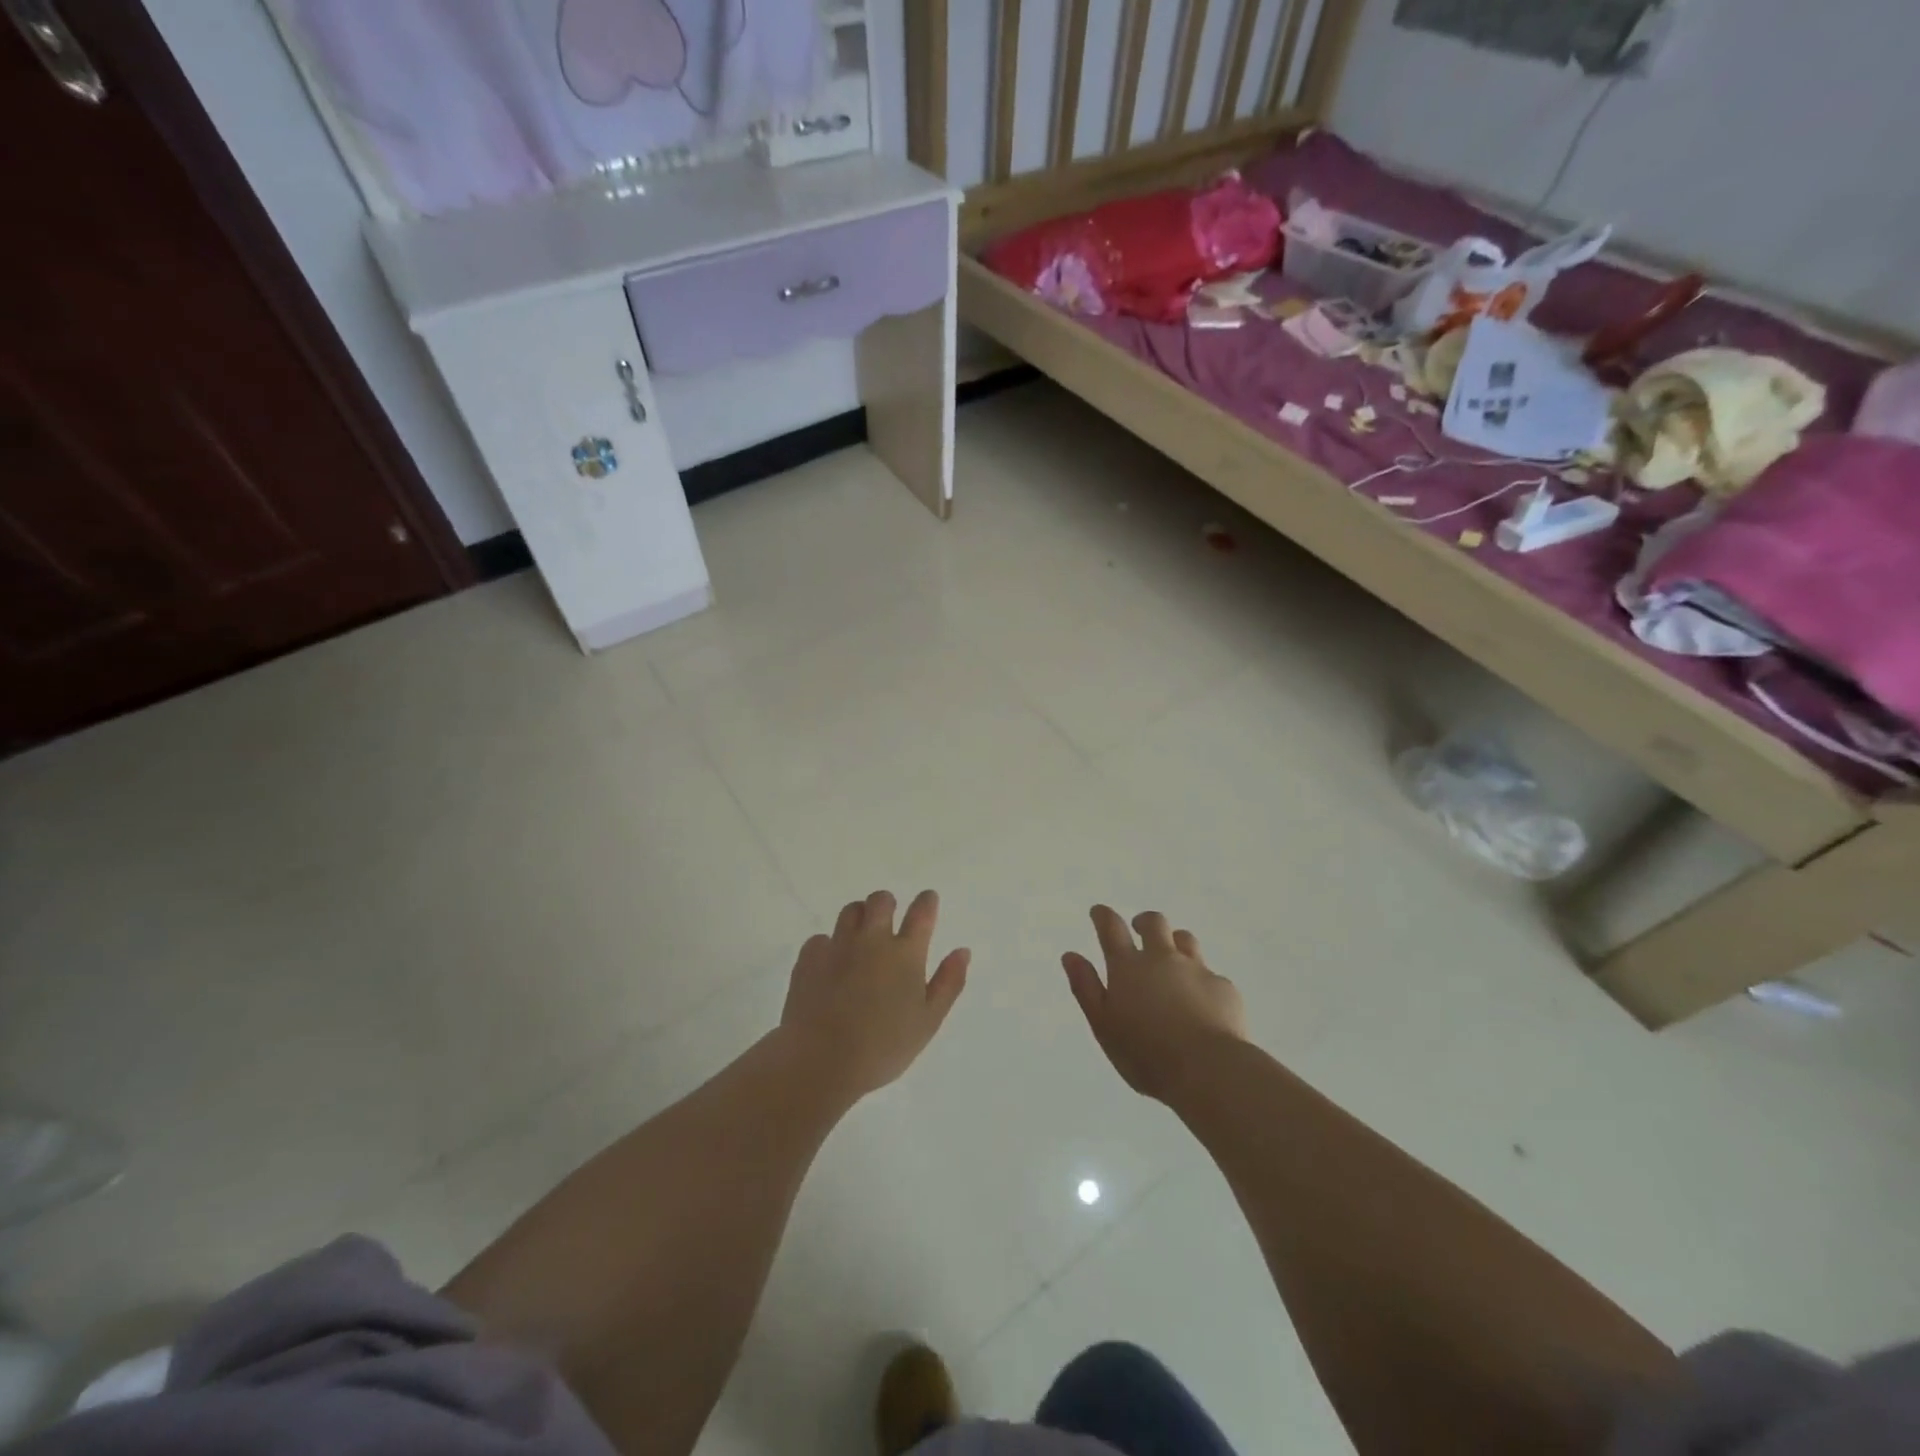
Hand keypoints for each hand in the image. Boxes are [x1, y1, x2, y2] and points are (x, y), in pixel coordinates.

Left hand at [779, 889, 969, 1099]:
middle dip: (887, 905)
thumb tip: (962, 951)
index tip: (927, 899)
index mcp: (905, 954)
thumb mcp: (928, 1021)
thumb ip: (949, 982)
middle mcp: (872, 940)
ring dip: (859, 917)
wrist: (821, 1061)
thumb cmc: (883, 1047)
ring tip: (860, 938)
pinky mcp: (809, 958)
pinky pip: (820, 938)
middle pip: (881, 901)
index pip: (921, 913)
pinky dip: (829, 946)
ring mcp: (837, 946)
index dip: (926, 901)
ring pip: (850, 911)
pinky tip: (830, 966)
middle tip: (888, 921)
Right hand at [1063, 905, 1247, 1103]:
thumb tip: (1071, 955)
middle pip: (1154, 923)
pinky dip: (1201, 981)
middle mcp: (1162, 958)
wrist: (1209, 1070)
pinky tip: (1202, 1004)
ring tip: (1172, 960)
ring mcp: (1196, 969)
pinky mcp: (1224, 987)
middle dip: (1144, 922)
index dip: (1103, 916)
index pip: (1111, 928)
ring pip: (1185, 939)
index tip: (1099, 912)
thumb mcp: (1103, 1025)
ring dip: (1175, 943)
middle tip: (1139, 930)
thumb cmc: (1146, 1054)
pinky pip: (1210, 975)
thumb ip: (1086, 988)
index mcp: (1128, 967)